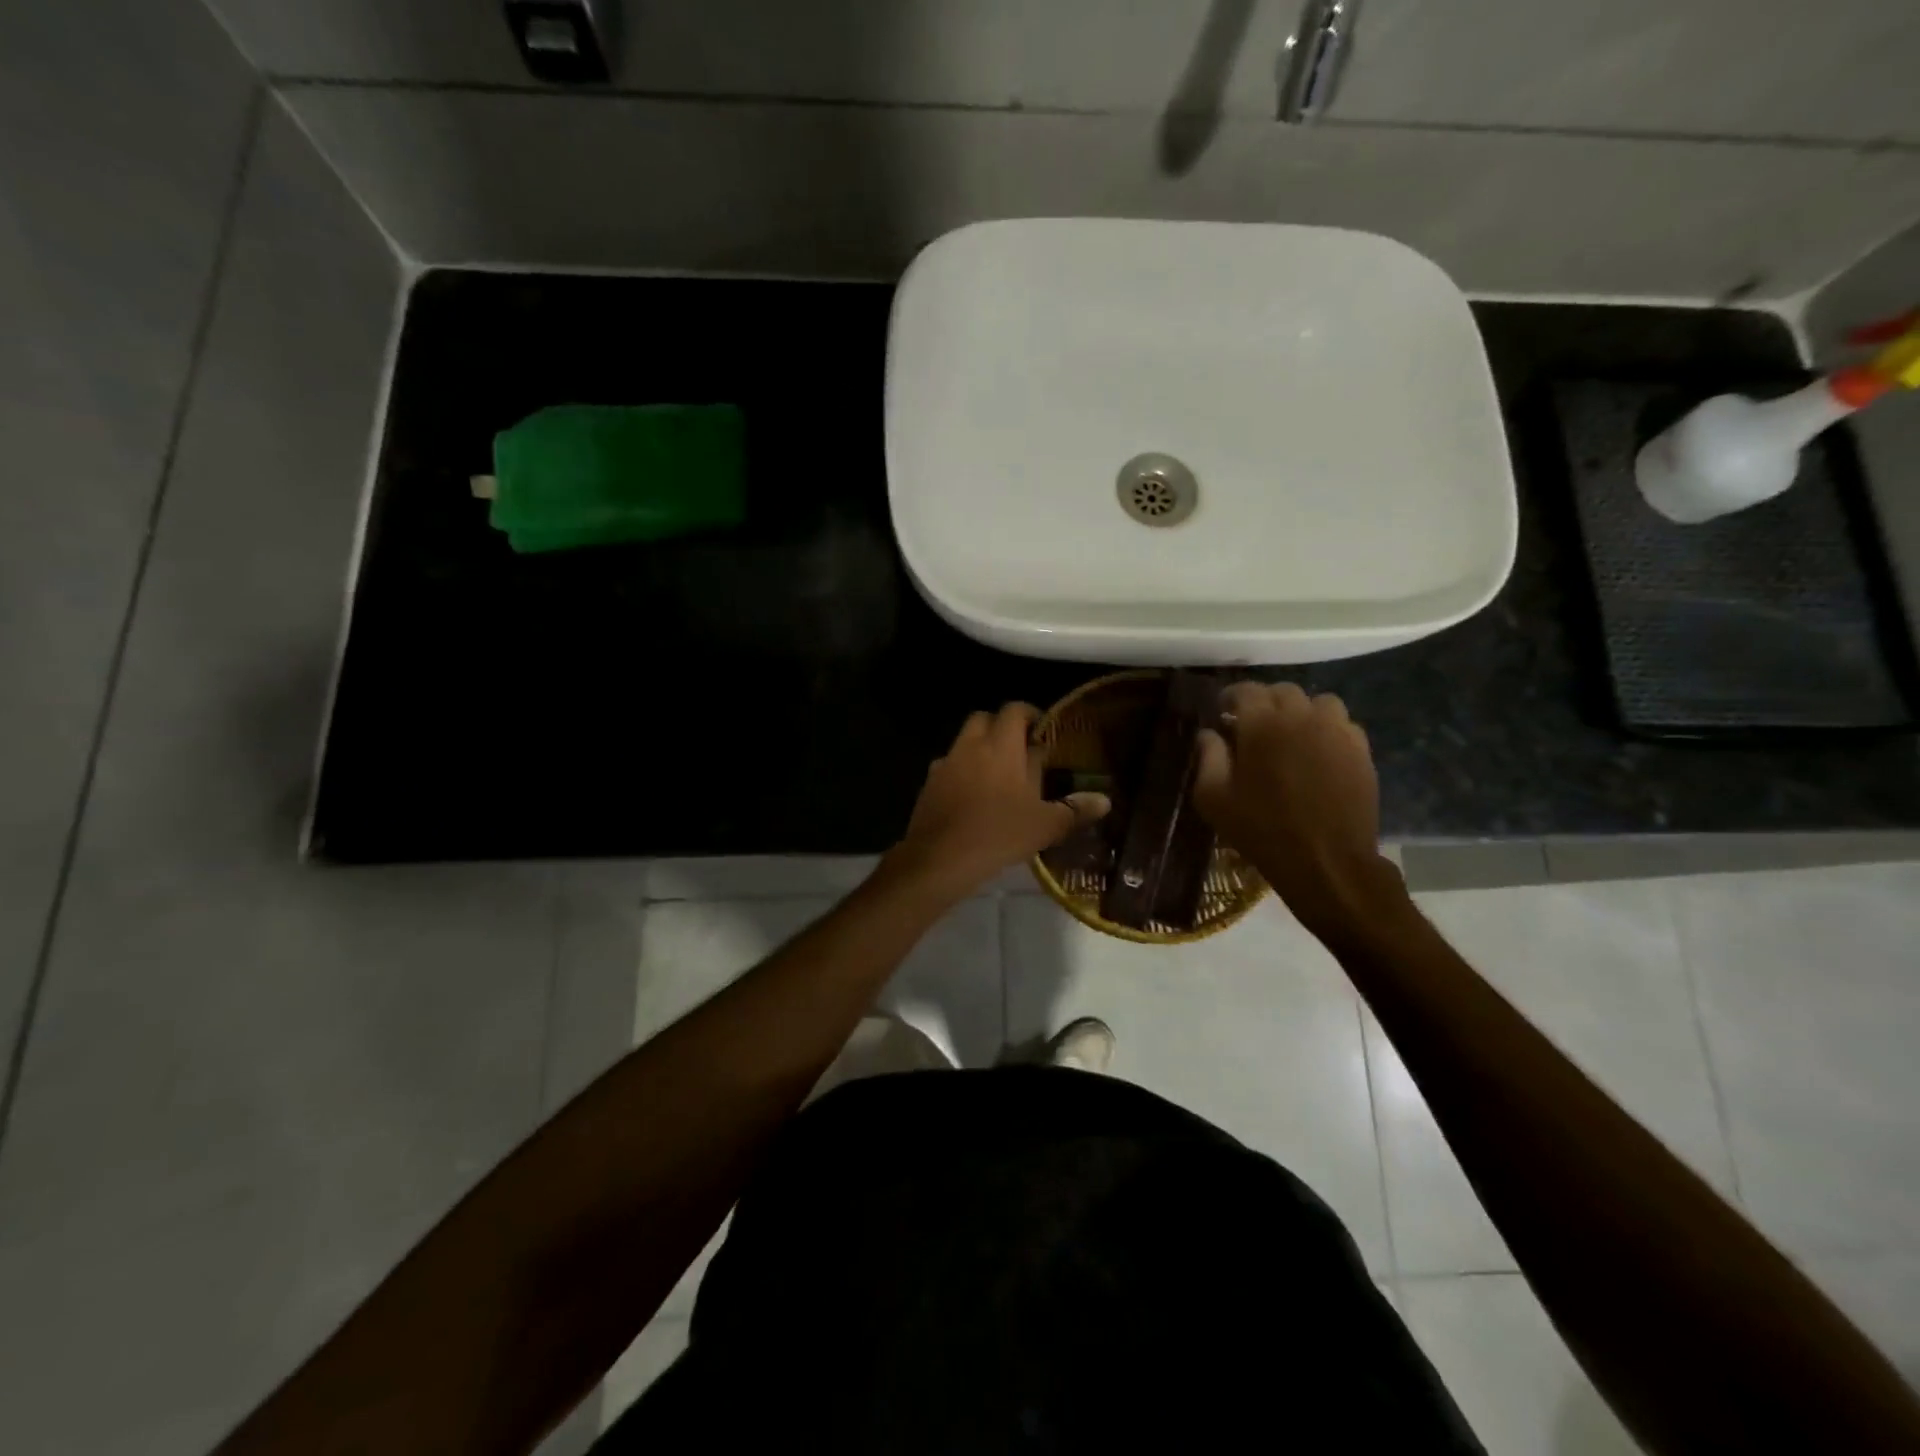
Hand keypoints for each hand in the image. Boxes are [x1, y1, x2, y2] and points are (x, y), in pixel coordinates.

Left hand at [890, 704, 1109, 900]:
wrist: (939, 858)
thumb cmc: (999, 834)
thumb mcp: (1045, 825)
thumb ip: (1075, 810)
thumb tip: (1105, 800)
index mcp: (1001, 746)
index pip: (1014, 710)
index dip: (1030, 715)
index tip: (1042, 732)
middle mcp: (970, 746)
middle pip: (984, 719)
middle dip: (1001, 727)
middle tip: (1021, 752)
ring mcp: (945, 764)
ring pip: (964, 742)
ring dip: (980, 750)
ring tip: (998, 778)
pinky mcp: (929, 784)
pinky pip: (949, 767)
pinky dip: (962, 773)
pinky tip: (972, 798)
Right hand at [1192, 682, 1403, 939]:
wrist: (1326, 862)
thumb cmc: (1261, 830)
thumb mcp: (1214, 799)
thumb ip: (1207, 758)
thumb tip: (1209, 733)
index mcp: (1262, 725)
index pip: (1246, 690)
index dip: (1231, 696)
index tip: (1223, 711)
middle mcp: (1302, 717)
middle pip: (1283, 691)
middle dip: (1265, 701)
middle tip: (1253, 725)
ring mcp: (1336, 732)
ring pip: (1319, 702)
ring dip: (1301, 711)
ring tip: (1291, 734)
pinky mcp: (1361, 751)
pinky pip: (1343, 724)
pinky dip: (1327, 729)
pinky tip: (1318, 752)